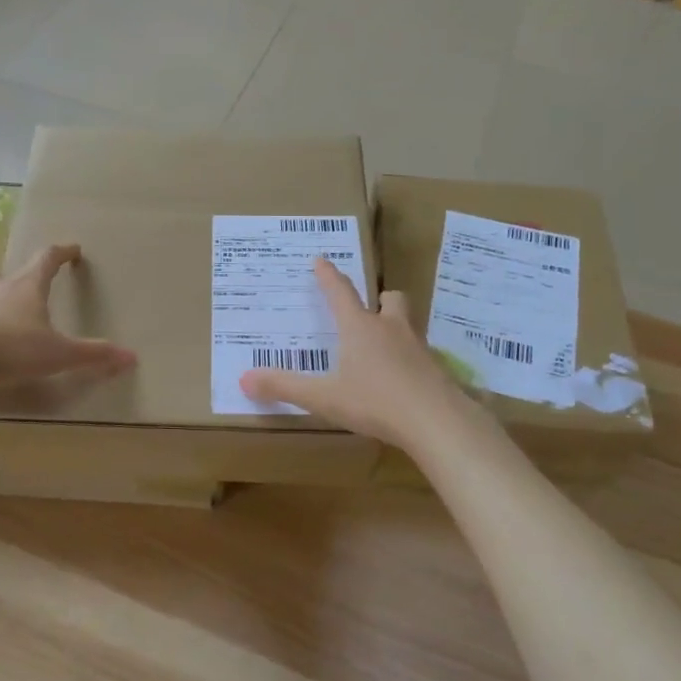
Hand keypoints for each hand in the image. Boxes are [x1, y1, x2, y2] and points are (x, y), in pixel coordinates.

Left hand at [0, 244, 134, 394]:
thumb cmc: (15, 349)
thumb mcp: (61, 354)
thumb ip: (94, 354)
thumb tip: (131, 357)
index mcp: (28, 287)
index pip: (47, 259)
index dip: (62, 252)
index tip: (73, 249)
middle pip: (10, 272)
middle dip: (21, 273)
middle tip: (29, 279)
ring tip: (1, 305)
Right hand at [239, 257, 470, 451]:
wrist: (436, 420)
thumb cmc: (375, 402)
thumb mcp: (324, 397)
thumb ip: (285, 387)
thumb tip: (244, 378)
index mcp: (359, 328)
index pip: (340, 292)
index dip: (328, 276)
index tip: (321, 259)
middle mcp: (390, 328)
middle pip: (390, 299)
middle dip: (379, 300)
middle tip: (370, 309)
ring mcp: (418, 347)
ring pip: (409, 323)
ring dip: (396, 326)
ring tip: (385, 344)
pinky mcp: (436, 368)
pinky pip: (422, 353)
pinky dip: (411, 358)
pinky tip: (404, 378)